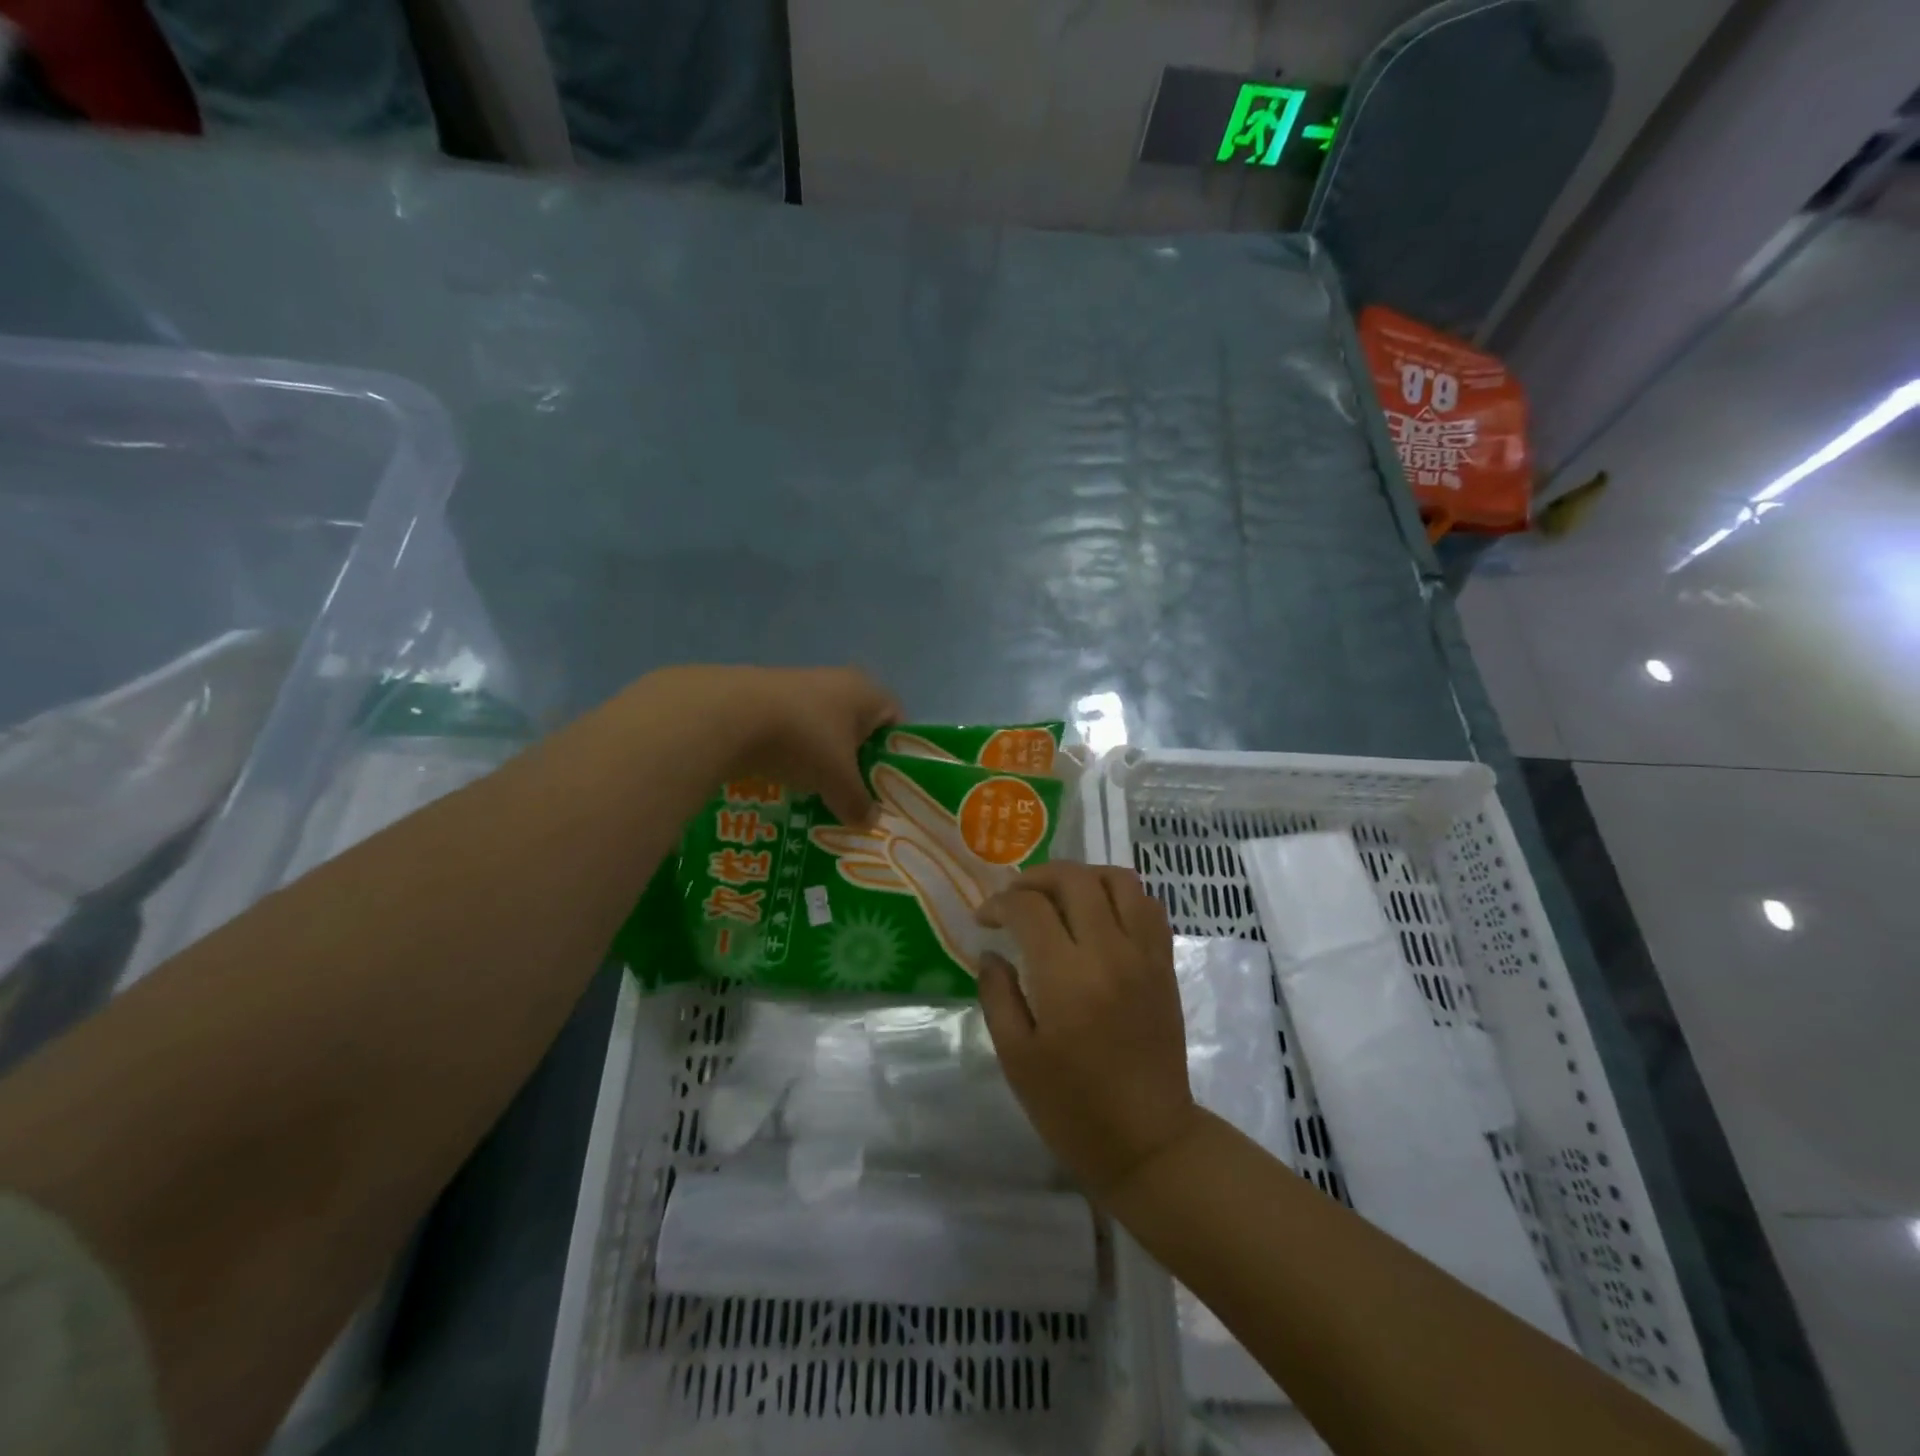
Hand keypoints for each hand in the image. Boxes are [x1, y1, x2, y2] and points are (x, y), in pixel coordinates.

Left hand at [650, 665, 899, 824]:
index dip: (896, 754)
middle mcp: (836, 681)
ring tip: (818, 794)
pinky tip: (783, 781)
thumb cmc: (803, 740)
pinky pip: (790, 731)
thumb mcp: (838, 781)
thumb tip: (870, 821)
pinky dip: (791, 754)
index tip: (887, 786)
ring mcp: (797, 685)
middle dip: (856, 761)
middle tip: (854, 796)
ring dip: (821, 759)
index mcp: (865, 692)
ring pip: (822, 730)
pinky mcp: (763, 697)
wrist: (726, 715)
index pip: (896, 720)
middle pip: (857, 726)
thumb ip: (858, 802)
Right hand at [975, 862, 1200, 1197]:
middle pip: (1074, 879)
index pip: (1029, 908)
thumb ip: (998, 995)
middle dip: (1035, 877)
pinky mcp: (1164, 964)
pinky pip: (1148, 905)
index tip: (984, 919)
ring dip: (1082, 876)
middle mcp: (1110, 952)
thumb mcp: (1016, 1057)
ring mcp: (1144, 954)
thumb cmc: (1072, 1107)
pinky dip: (1119, 893)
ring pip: (1118, 879)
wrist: (1149, 1141)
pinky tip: (1098, 913)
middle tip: (1014, 898)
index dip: (999, 904)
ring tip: (1058, 896)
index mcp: (1067, 978)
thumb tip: (991, 952)